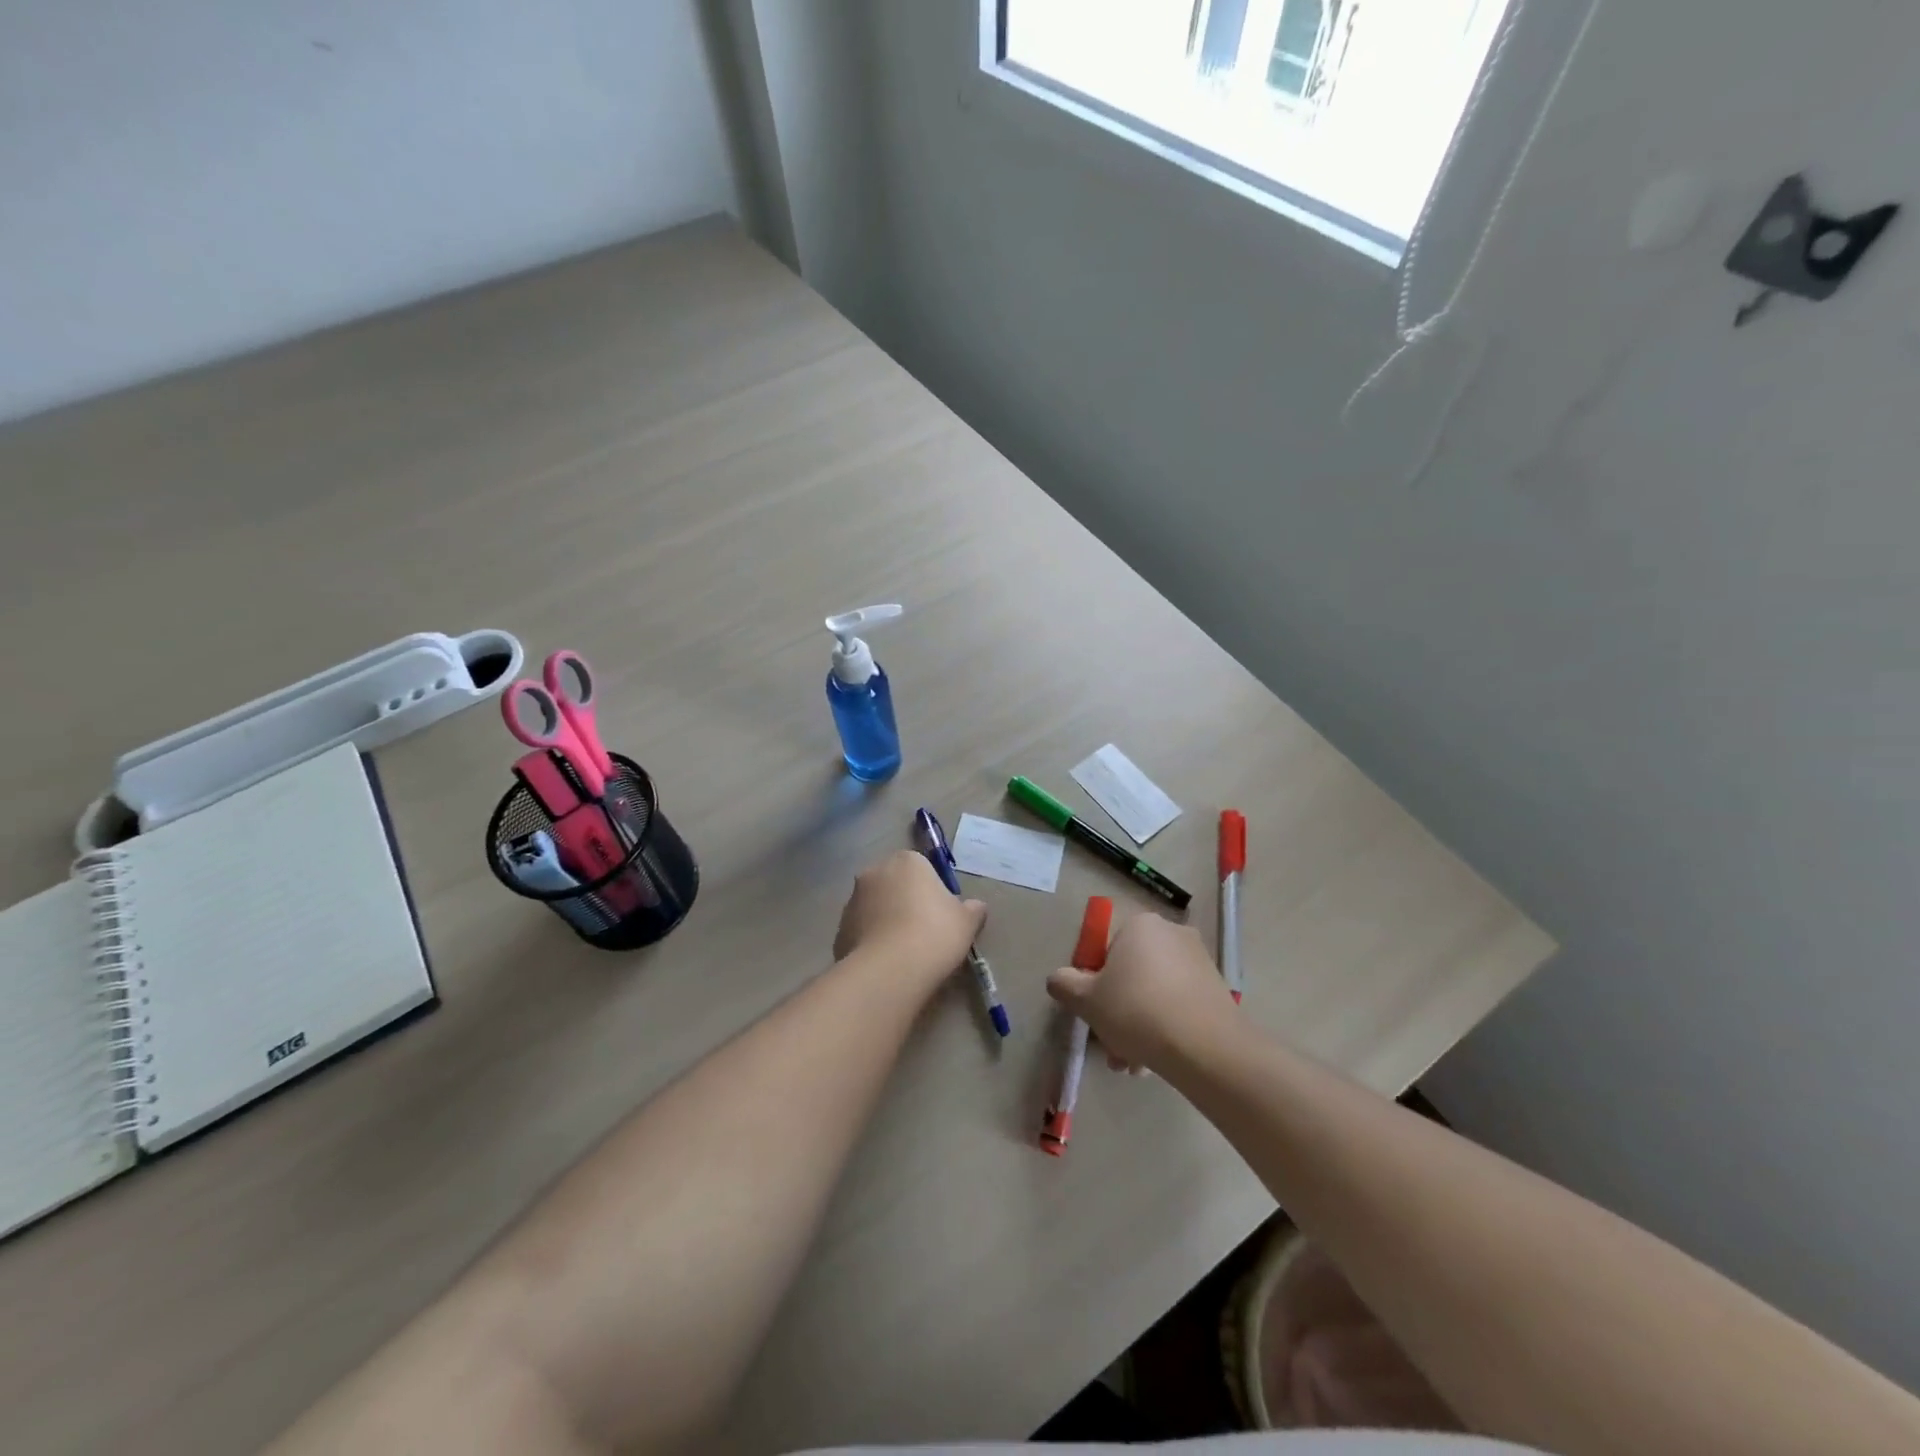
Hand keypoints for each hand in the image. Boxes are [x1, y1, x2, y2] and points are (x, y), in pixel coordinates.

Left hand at [833, 850, 986, 987]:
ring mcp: (852, 900)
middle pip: (894, 884)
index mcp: (907, 861)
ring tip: (903, 953)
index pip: (921, 868)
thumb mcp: (967, 922)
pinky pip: (861, 931)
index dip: (932, 891)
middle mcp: (875, 872)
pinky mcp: (839, 929)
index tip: (941, 915)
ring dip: (885, 921)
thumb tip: (975, 907)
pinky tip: (886, 964)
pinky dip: (871, 942)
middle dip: (904, 902)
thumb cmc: (934, 934)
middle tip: (923, 932)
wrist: (890, 970)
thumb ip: (972, 909)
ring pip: (875, 907)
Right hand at [1046, 912, 1236, 1070]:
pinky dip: (1164, 1026)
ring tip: (1131, 1064)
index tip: (1094, 1011)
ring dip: (1138, 1025)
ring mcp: (1198, 960)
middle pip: (1131, 972)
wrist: (1205, 1047)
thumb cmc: (1137, 1011)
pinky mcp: (1217, 988)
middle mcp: (1171, 933)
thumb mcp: (1086, 1000)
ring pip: (1154, 992)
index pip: (1106, 949)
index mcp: (1140, 925)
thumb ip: (1064, 984)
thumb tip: (1059, 979)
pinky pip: (1178, 1003)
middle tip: (1110, 1045)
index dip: (1095, 981)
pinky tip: (1155, 1060)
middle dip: (1117, 1010)